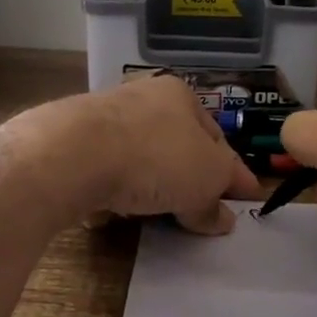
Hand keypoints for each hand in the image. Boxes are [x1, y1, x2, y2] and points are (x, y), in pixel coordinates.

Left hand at [32, 74, 261, 233]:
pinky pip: (104, 174)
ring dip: (150, 186)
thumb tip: (222, 220)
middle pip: (177, 147)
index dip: (234, 172)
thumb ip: (215, 200)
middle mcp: (142, 99)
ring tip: (156, 215)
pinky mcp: (72, 146)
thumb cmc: (154, 156)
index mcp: (181, 95)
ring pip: (140, 160)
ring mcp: (103, 121)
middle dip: (189, 179)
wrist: (72, 155)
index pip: (217, 138)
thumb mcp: (204, 180)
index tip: (245, 198)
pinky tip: (114, 212)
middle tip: (200, 212)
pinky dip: (113, 192)